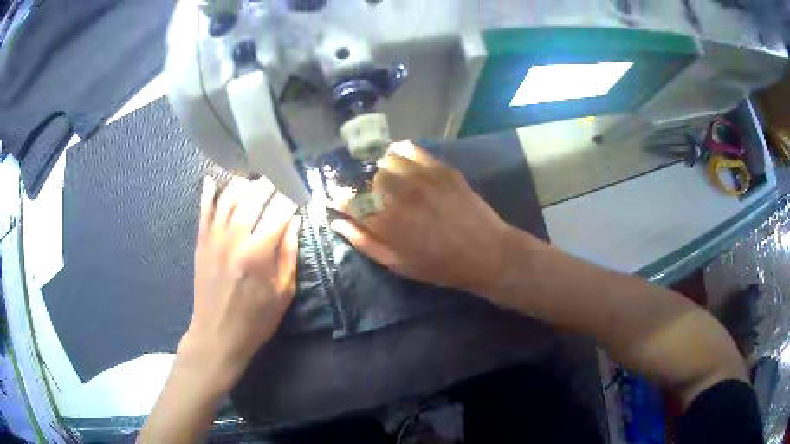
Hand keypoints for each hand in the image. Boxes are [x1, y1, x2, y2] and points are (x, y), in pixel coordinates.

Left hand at [180, 176, 300, 392]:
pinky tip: (212, 180)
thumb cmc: (256, 319)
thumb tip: (295, 220)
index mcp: (259, 252)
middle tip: (281, 178)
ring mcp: (215, 237)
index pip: (279, 210)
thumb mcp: (283, 292)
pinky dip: (208, 192)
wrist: (217, 334)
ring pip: (228, 196)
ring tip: (255, 178)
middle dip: (270, 182)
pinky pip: (203, 210)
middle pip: (253, 195)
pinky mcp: (201, 242)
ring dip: (243, 182)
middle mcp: (235, 236)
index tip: (300, 191)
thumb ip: (289, 253)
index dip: (292, 196)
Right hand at [331, 141, 511, 293]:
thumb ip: (364, 242)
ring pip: (388, 159)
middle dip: (365, 186)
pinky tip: (401, 158)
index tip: (338, 198)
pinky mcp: (441, 168)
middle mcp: (401, 195)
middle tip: (373, 194)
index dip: (340, 197)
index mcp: (386, 222)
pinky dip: (401, 152)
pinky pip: (413, 150)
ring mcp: (422, 178)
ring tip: (390, 178)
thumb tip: (337, 223)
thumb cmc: (440, 265)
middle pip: (368, 177)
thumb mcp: (398, 264)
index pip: (349, 201)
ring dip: (383, 168)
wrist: (486, 253)